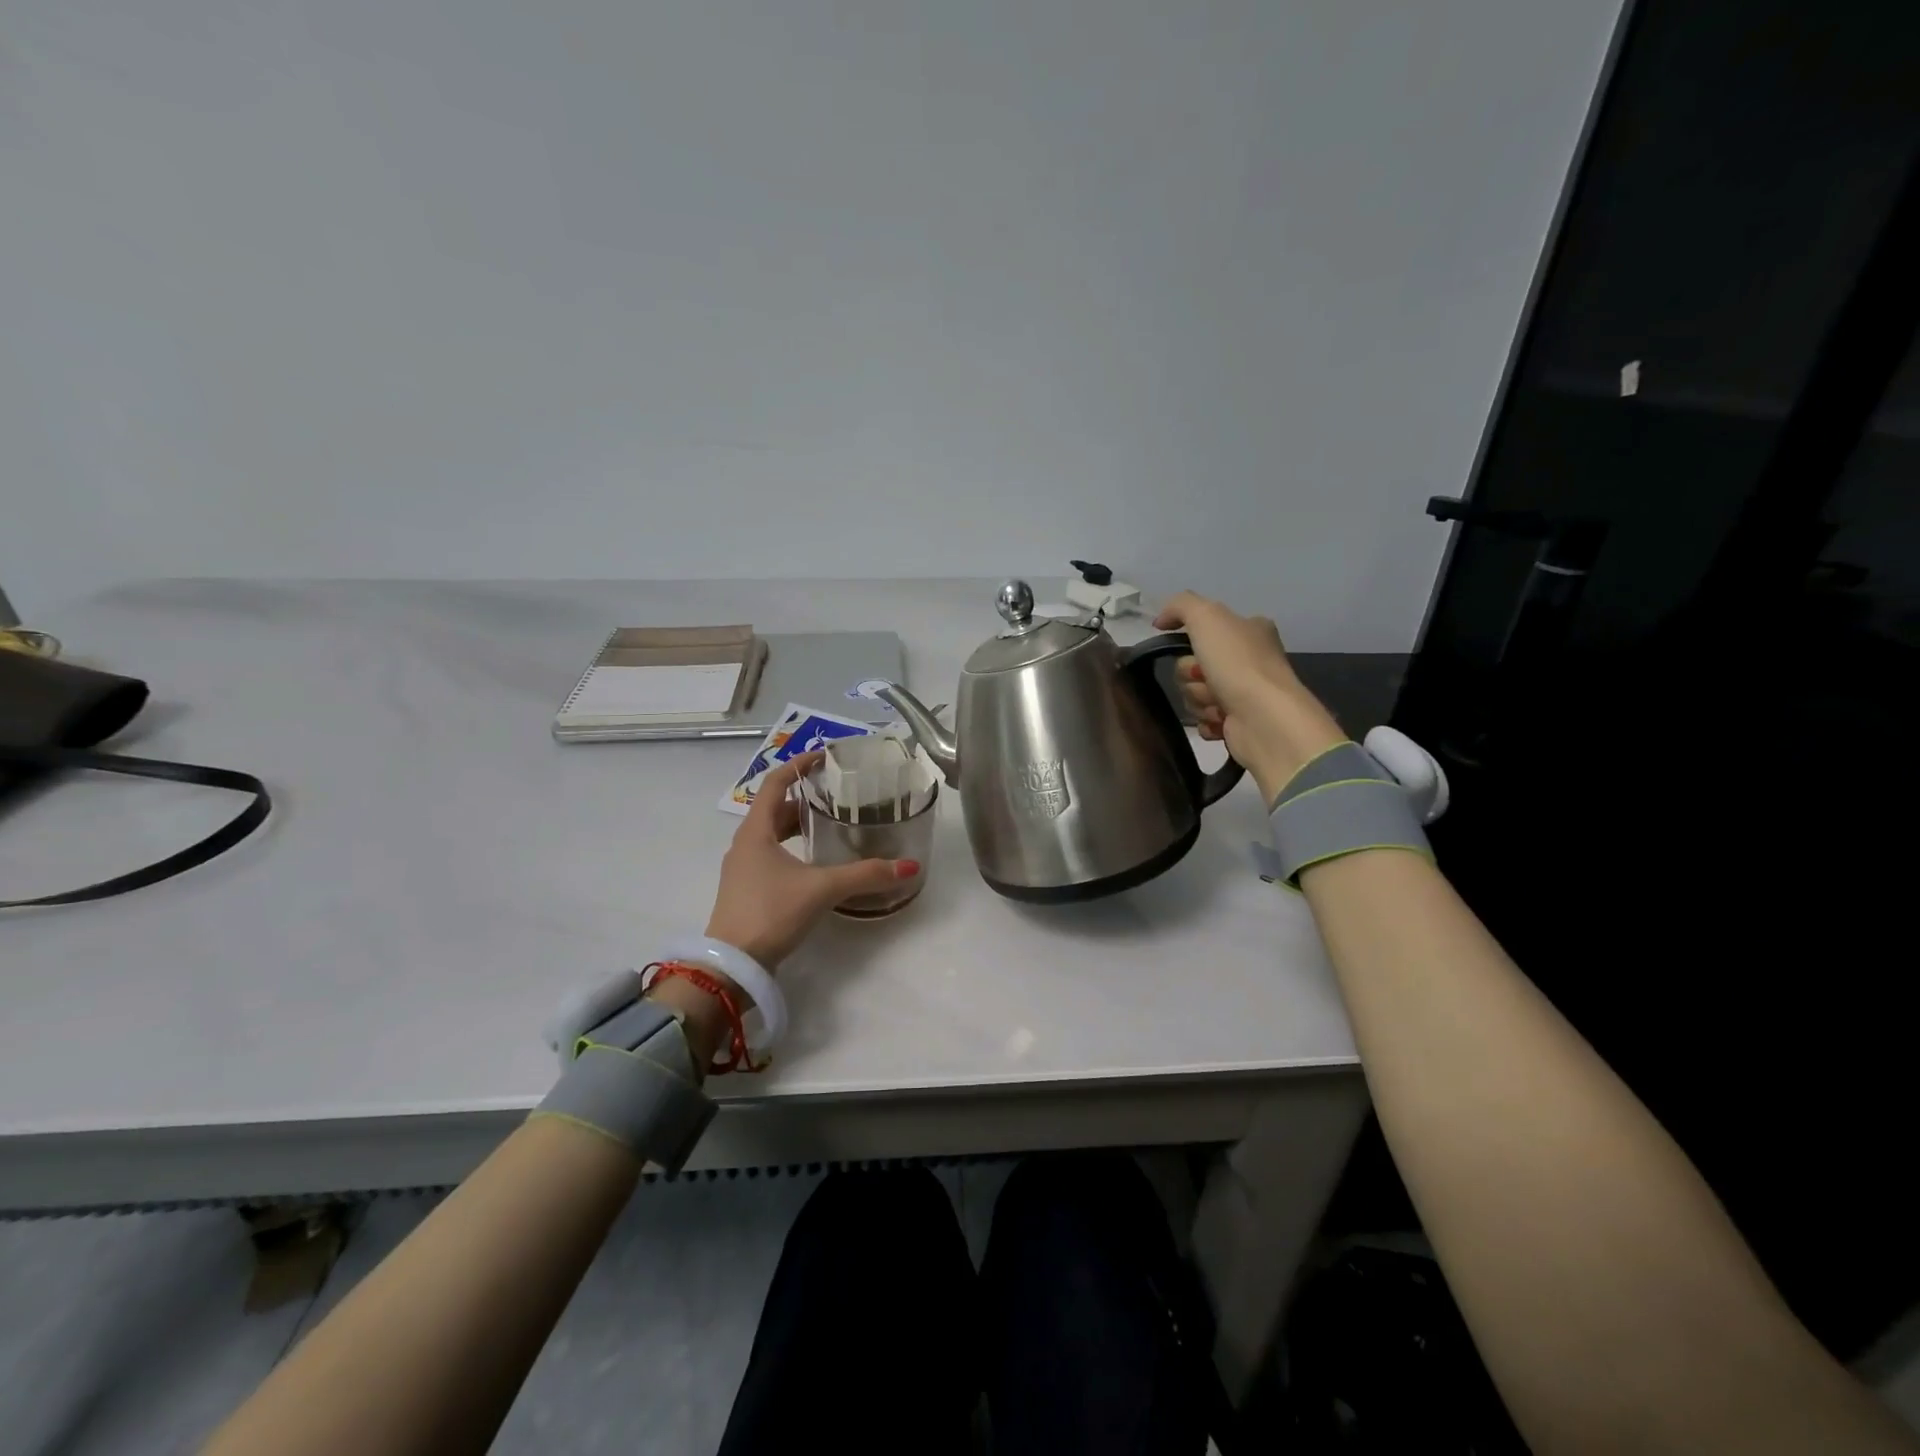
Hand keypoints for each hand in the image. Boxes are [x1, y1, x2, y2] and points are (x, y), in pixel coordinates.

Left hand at [704, 751, 920, 969]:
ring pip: (771, 833)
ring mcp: (742, 868)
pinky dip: (791, 847)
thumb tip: (908, 866)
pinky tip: (814, 862)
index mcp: (755, 831)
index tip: (824, 757)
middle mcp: (744, 843)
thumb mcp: (822, 889)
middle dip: (804, 797)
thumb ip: (865, 875)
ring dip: (797, 824)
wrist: (732, 965)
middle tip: (836, 794)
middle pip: (774, 807)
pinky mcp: (746, 889)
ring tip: (830, 823)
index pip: (774, 782)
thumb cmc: (771, 913)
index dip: (798, 765)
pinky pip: (770, 854)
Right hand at [1155, 591, 1346, 803]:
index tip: (1190, 649)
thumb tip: (1161, 620)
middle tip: (1206, 679)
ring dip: (1200, 699)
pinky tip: (1221, 721)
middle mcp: (1249, 660)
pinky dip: (1208, 721)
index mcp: (1250, 630)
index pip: (1204, 630)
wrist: (1263, 717)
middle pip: (1192, 665)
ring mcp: (1245, 693)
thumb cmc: (1237, 663)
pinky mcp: (1238, 723)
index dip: (1190, 640)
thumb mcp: (1207, 616)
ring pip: (1195, 693)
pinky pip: (1204, 720)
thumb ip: (1180, 606)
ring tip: (1219, 704)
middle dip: (1192, 676)